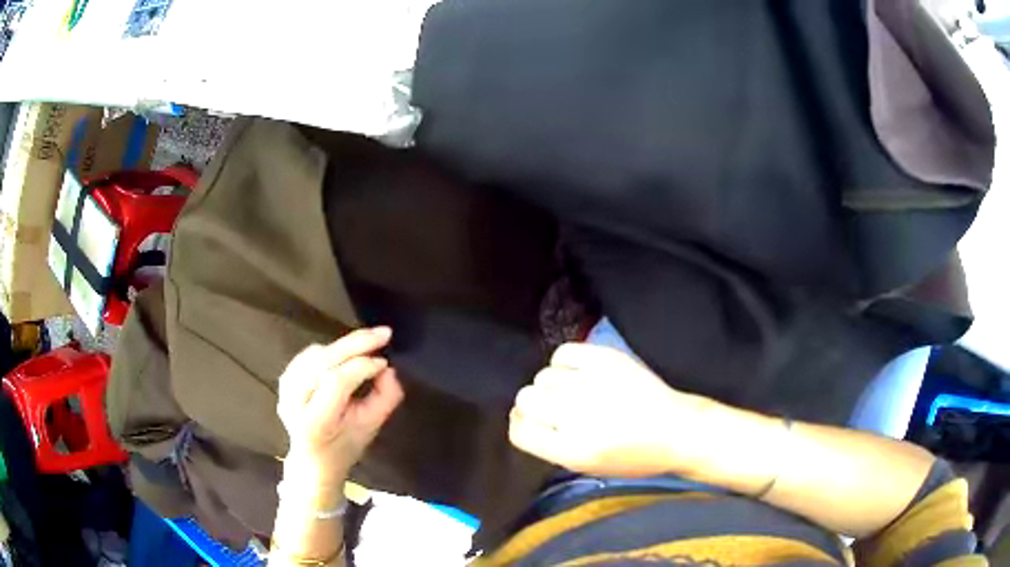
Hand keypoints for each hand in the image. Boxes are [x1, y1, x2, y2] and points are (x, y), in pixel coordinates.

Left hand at [277, 327, 403, 485]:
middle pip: (324, 361)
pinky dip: (331, 350)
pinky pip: (309, 354)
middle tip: (383, 333)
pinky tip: (345, 355)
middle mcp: (294, 402)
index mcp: (315, 421)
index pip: (337, 382)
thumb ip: (386, 398)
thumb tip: (388, 369)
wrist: (313, 459)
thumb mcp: (372, 428)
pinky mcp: (284, 378)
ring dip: (344, 346)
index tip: (385, 362)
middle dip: (356, 344)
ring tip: (368, 346)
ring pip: (317, 354)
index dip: (362, 367)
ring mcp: (285, 389)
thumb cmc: (345, 446)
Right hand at [509, 343, 708, 477]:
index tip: (532, 422)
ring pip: (543, 376)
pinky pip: (563, 353)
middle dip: (536, 405)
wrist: (675, 430)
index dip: (522, 425)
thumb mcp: (586, 467)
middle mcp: (577, 416)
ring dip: (553, 385)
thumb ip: (549, 445)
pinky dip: (565, 362)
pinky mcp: (607, 360)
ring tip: (575, 391)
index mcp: (571, 450)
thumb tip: (522, 416)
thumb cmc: (631, 457)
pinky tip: (578, 372)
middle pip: (526, 398)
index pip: (519, 431)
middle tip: (557, 408)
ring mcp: (592, 384)